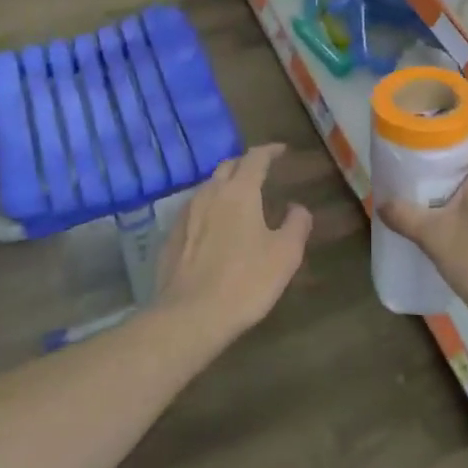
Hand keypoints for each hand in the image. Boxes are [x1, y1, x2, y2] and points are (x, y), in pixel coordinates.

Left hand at [155, 144, 311, 339]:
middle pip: (227, 166)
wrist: (189, 317)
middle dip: (245, 164)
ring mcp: (185, 215)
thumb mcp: (285, 255)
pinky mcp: (170, 237)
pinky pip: (193, 210)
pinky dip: (209, 208)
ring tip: (239, 198)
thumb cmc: (245, 282)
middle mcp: (209, 194)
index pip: (255, 158)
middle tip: (261, 172)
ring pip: (207, 187)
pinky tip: (214, 226)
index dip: (270, 151)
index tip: (282, 150)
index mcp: (240, 192)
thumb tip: (297, 208)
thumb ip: (297, 224)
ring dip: (225, 185)